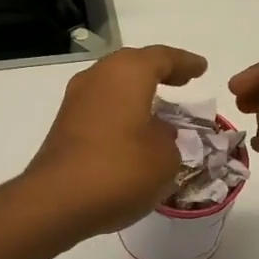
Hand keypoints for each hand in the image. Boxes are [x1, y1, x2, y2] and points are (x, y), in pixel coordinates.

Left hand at [23, 45, 208, 241]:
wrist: (57, 201)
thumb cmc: (120, 169)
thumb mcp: (165, 157)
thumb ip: (169, 139)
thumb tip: (157, 133)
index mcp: (127, 73)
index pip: (162, 58)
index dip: (185, 63)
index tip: (201, 69)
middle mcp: (97, 77)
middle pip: (132, 66)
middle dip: (158, 72)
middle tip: (181, 81)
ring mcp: (75, 101)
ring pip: (113, 86)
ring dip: (137, 94)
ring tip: (160, 109)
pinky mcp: (64, 126)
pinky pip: (101, 108)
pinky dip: (121, 113)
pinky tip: (133, 132)